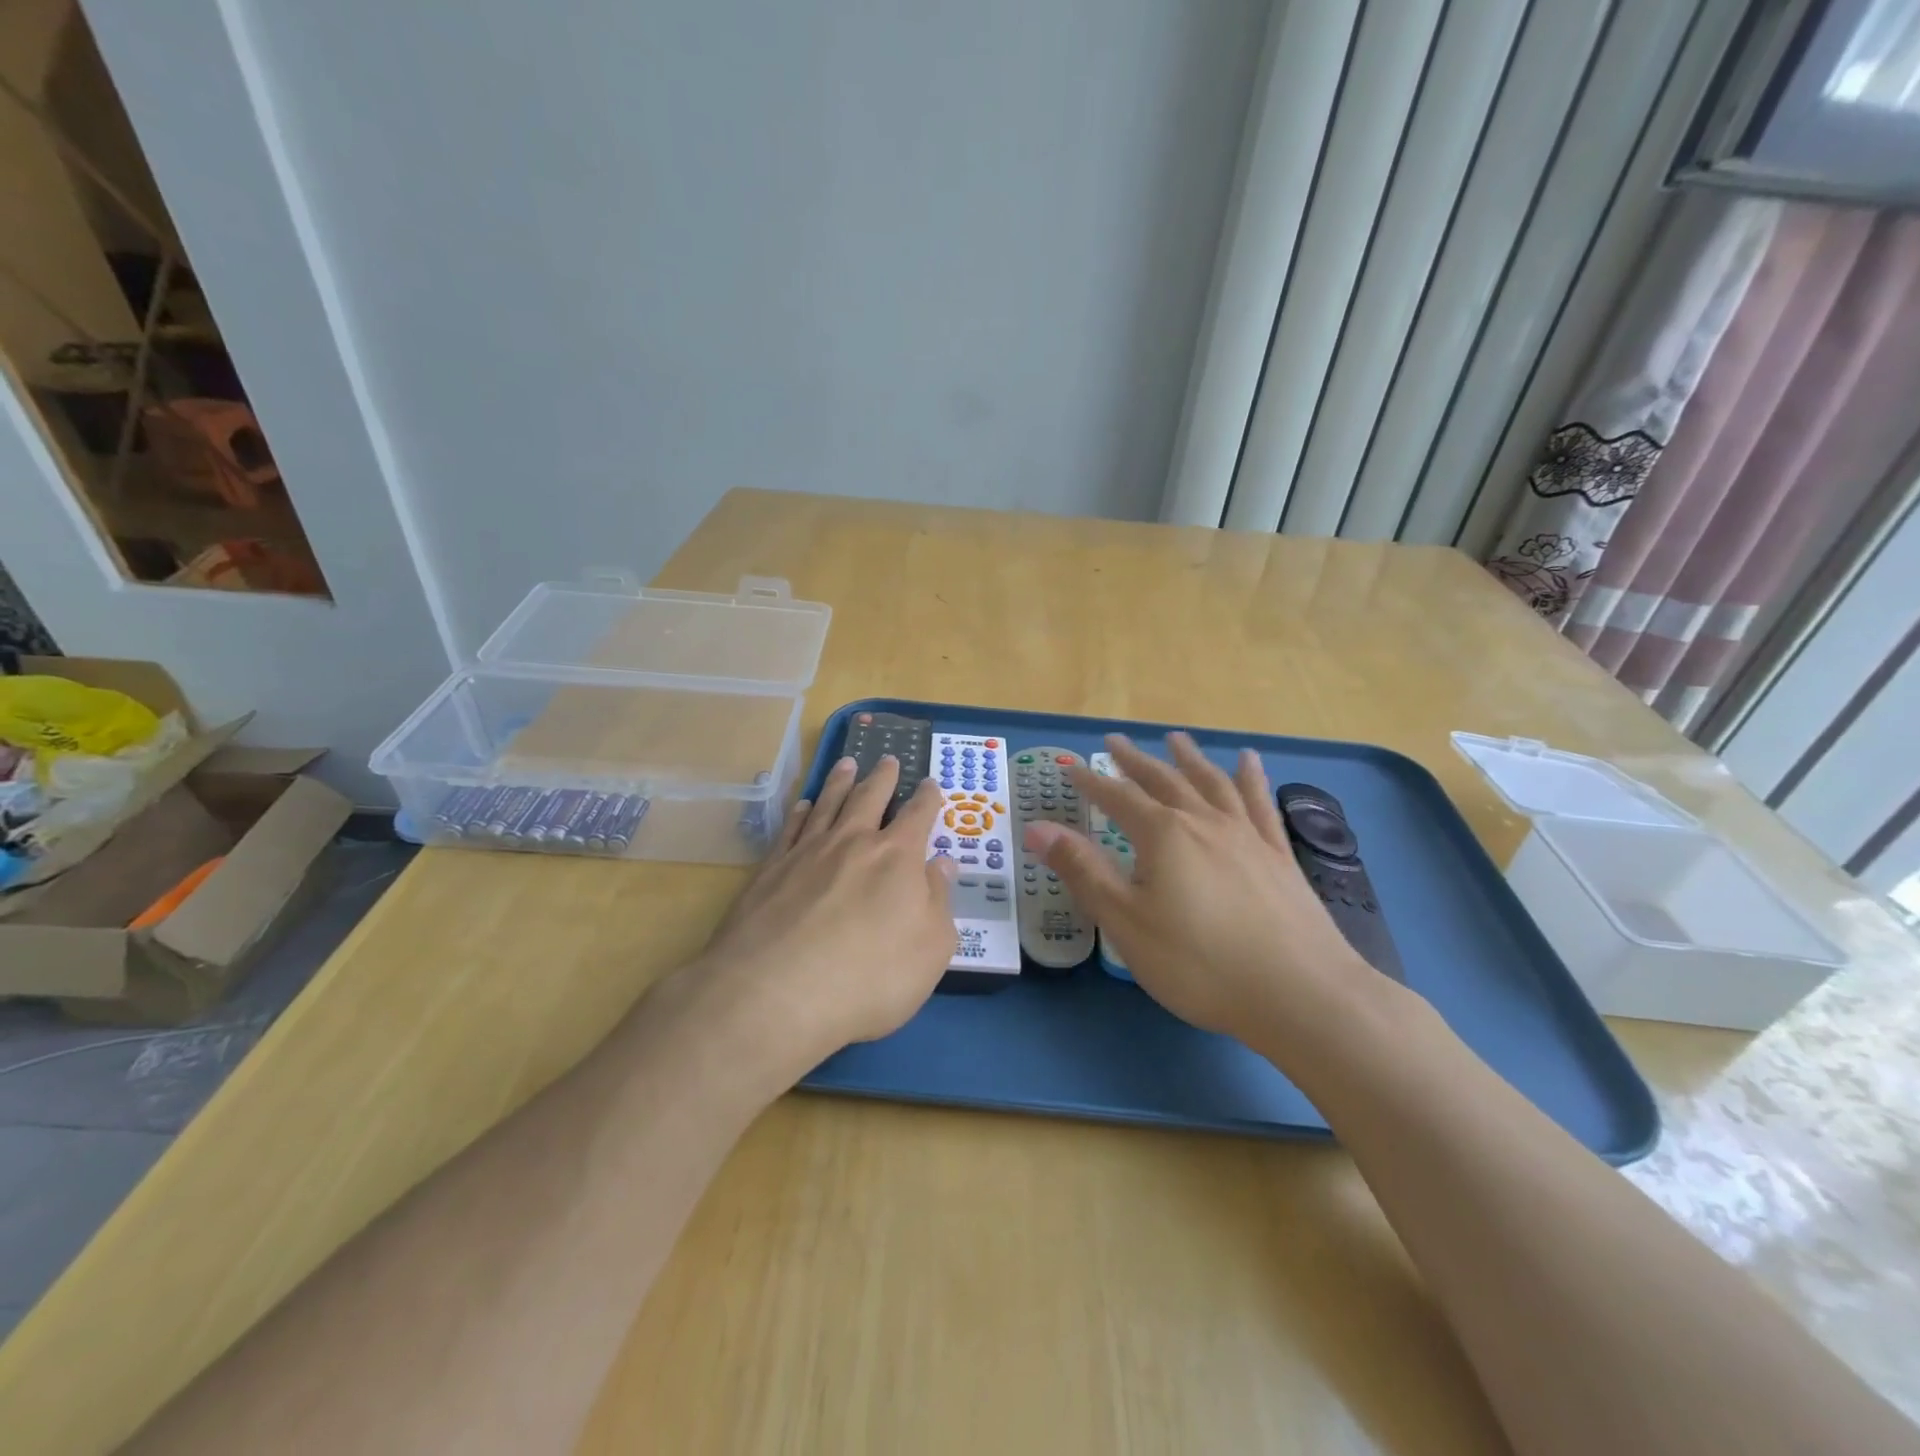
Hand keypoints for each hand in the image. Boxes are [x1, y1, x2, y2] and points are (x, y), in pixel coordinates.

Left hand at [690, 754, 956, 1082]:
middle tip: (888, 759)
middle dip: (883, 777)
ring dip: (840, 782)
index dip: (927, 797)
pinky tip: (801, 804)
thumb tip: (942, 863)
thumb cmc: (869, 978)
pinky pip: (790, 828)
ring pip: (828, 803)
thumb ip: (938, 901)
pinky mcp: (769, 870)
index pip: (918, 816)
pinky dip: (799, 811)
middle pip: (870, 797)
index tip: (930, 782)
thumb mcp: (930, 949)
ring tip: (847, 764)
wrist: (775, 994)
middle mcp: (852, 842)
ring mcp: (806, 852)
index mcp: (897, 858)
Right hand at [1024, 732, 1374, 1047]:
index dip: (1091, 782)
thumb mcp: (1126, 922)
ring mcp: (1246, 835)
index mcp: (1163, 835)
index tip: (1070, 768)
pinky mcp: (1278, 855)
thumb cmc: (1200, 963)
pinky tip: (1249, 761)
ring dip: (1189, 758)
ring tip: (1176, 738)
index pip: (1117, 798)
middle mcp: (1204, 822)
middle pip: (1163, 781)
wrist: (1300, 993)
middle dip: (1135, 761)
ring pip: (1211, 782)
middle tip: (1115, 741)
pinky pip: (1260, 803)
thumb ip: (1083, 871)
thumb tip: (1038, 828)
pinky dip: (1251, 777)